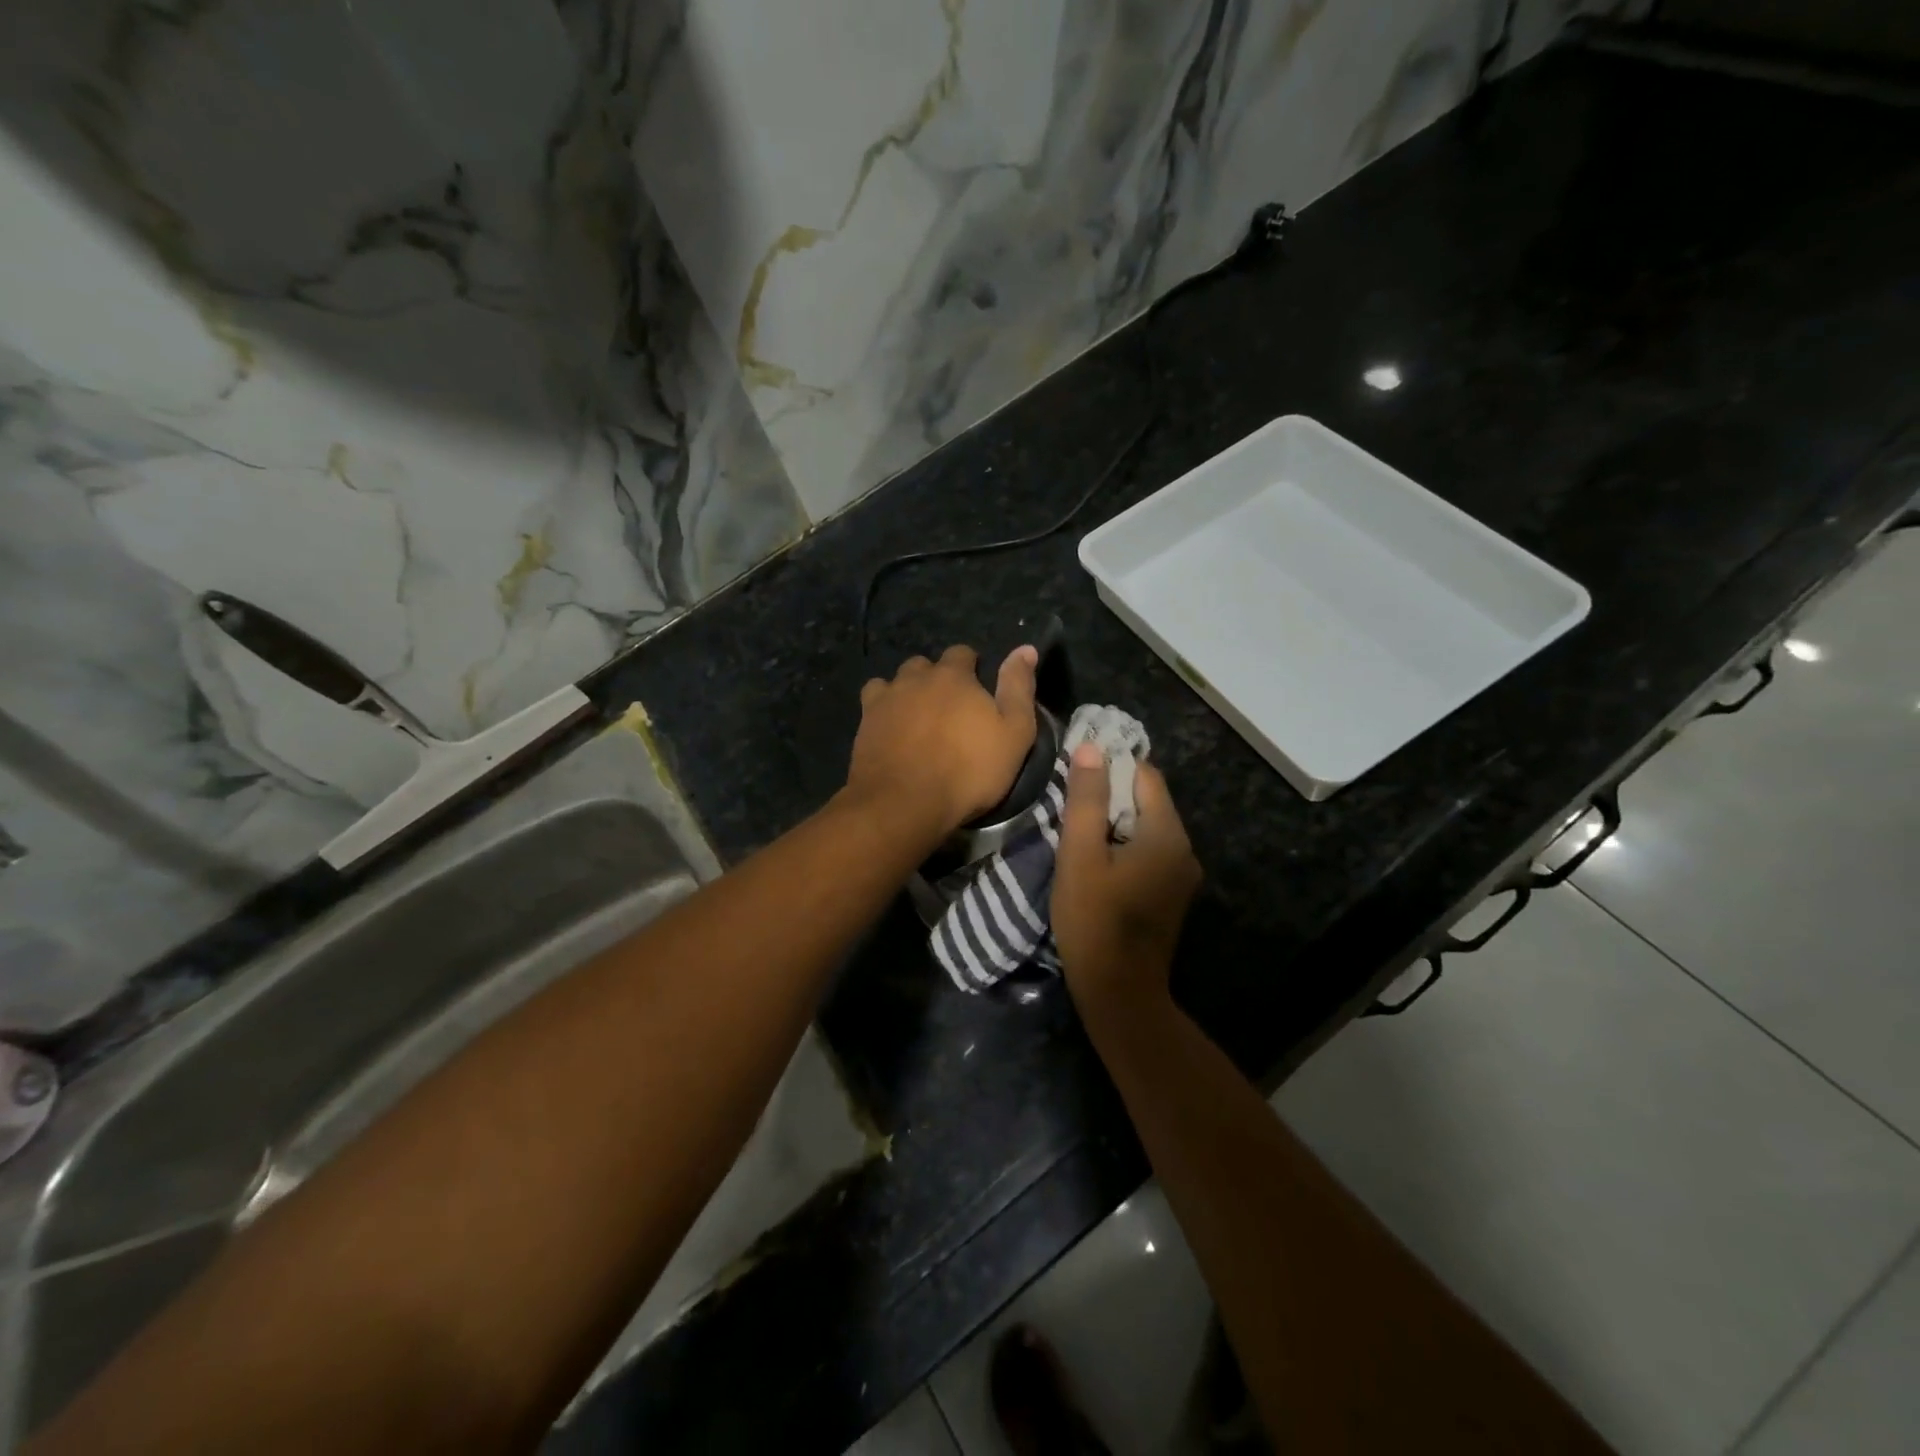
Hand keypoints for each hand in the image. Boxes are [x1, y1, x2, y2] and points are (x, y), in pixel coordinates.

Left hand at [844, 645, 1038, 841]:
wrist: (906, 803)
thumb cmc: (969, 770)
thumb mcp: (1014, 733)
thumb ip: (1018, 688)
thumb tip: (1026, 648)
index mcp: (954, 675)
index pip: (962, 653)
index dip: (971, 668)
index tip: (977, 690)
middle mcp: (915, 677)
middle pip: (925, 665)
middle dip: (936, 679)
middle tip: (948, 709)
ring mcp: (885, 698)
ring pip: (895, 681)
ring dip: (907, 691)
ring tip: (916, 718)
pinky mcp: (864, 722)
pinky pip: (872, 702)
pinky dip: (883, 709)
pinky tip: (890, 728)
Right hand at [1053, 743, 1201, 1012]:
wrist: (1119, 992)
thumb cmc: (1094, 920)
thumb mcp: (1080, 855)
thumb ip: (1086, 800)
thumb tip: (1090, 748)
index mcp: (1167, 834)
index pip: (1145, 776)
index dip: (1111, 767)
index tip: (1077, 773)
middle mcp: (1184, 849)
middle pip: (1148, 802)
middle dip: (1110, 797)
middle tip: (1070, 804)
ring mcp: (1182, 876)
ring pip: (1146, 829)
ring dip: (1114, 824)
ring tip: (1077, 833)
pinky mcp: (1172, 896)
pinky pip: (1149, 854)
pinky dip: (1124, 848)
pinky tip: (1096, 863)